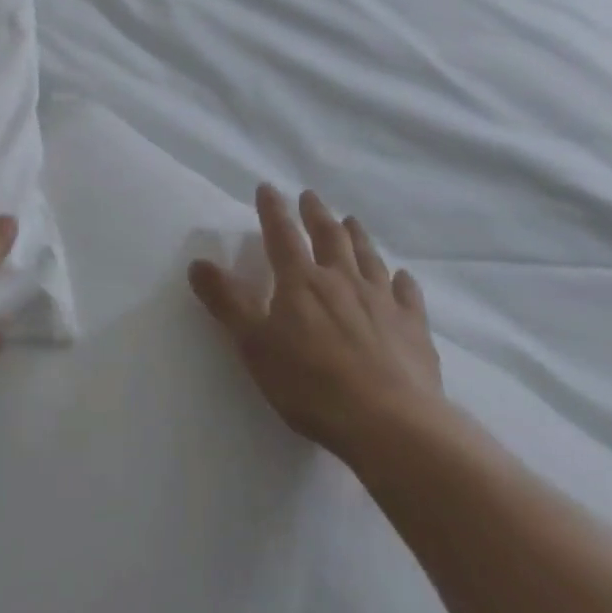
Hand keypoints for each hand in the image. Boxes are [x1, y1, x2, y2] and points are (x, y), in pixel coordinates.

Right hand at [188, 185, 444, 464]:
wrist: (391, 424)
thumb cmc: (311, 383)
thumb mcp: (254, 344)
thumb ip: (227, 302)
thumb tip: (198, 263)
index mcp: (301, 281)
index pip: (281, 235)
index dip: (272, 210)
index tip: (267, 188)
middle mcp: (341, 280)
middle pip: (329, 237)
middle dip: (316, 214)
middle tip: (310, 196)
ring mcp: (381, 302)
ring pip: (367, 258)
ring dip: (357, 236)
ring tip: (351, 221)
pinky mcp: (413, 329)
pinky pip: (407, 295)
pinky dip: (402, 281)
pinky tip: (402, 277)